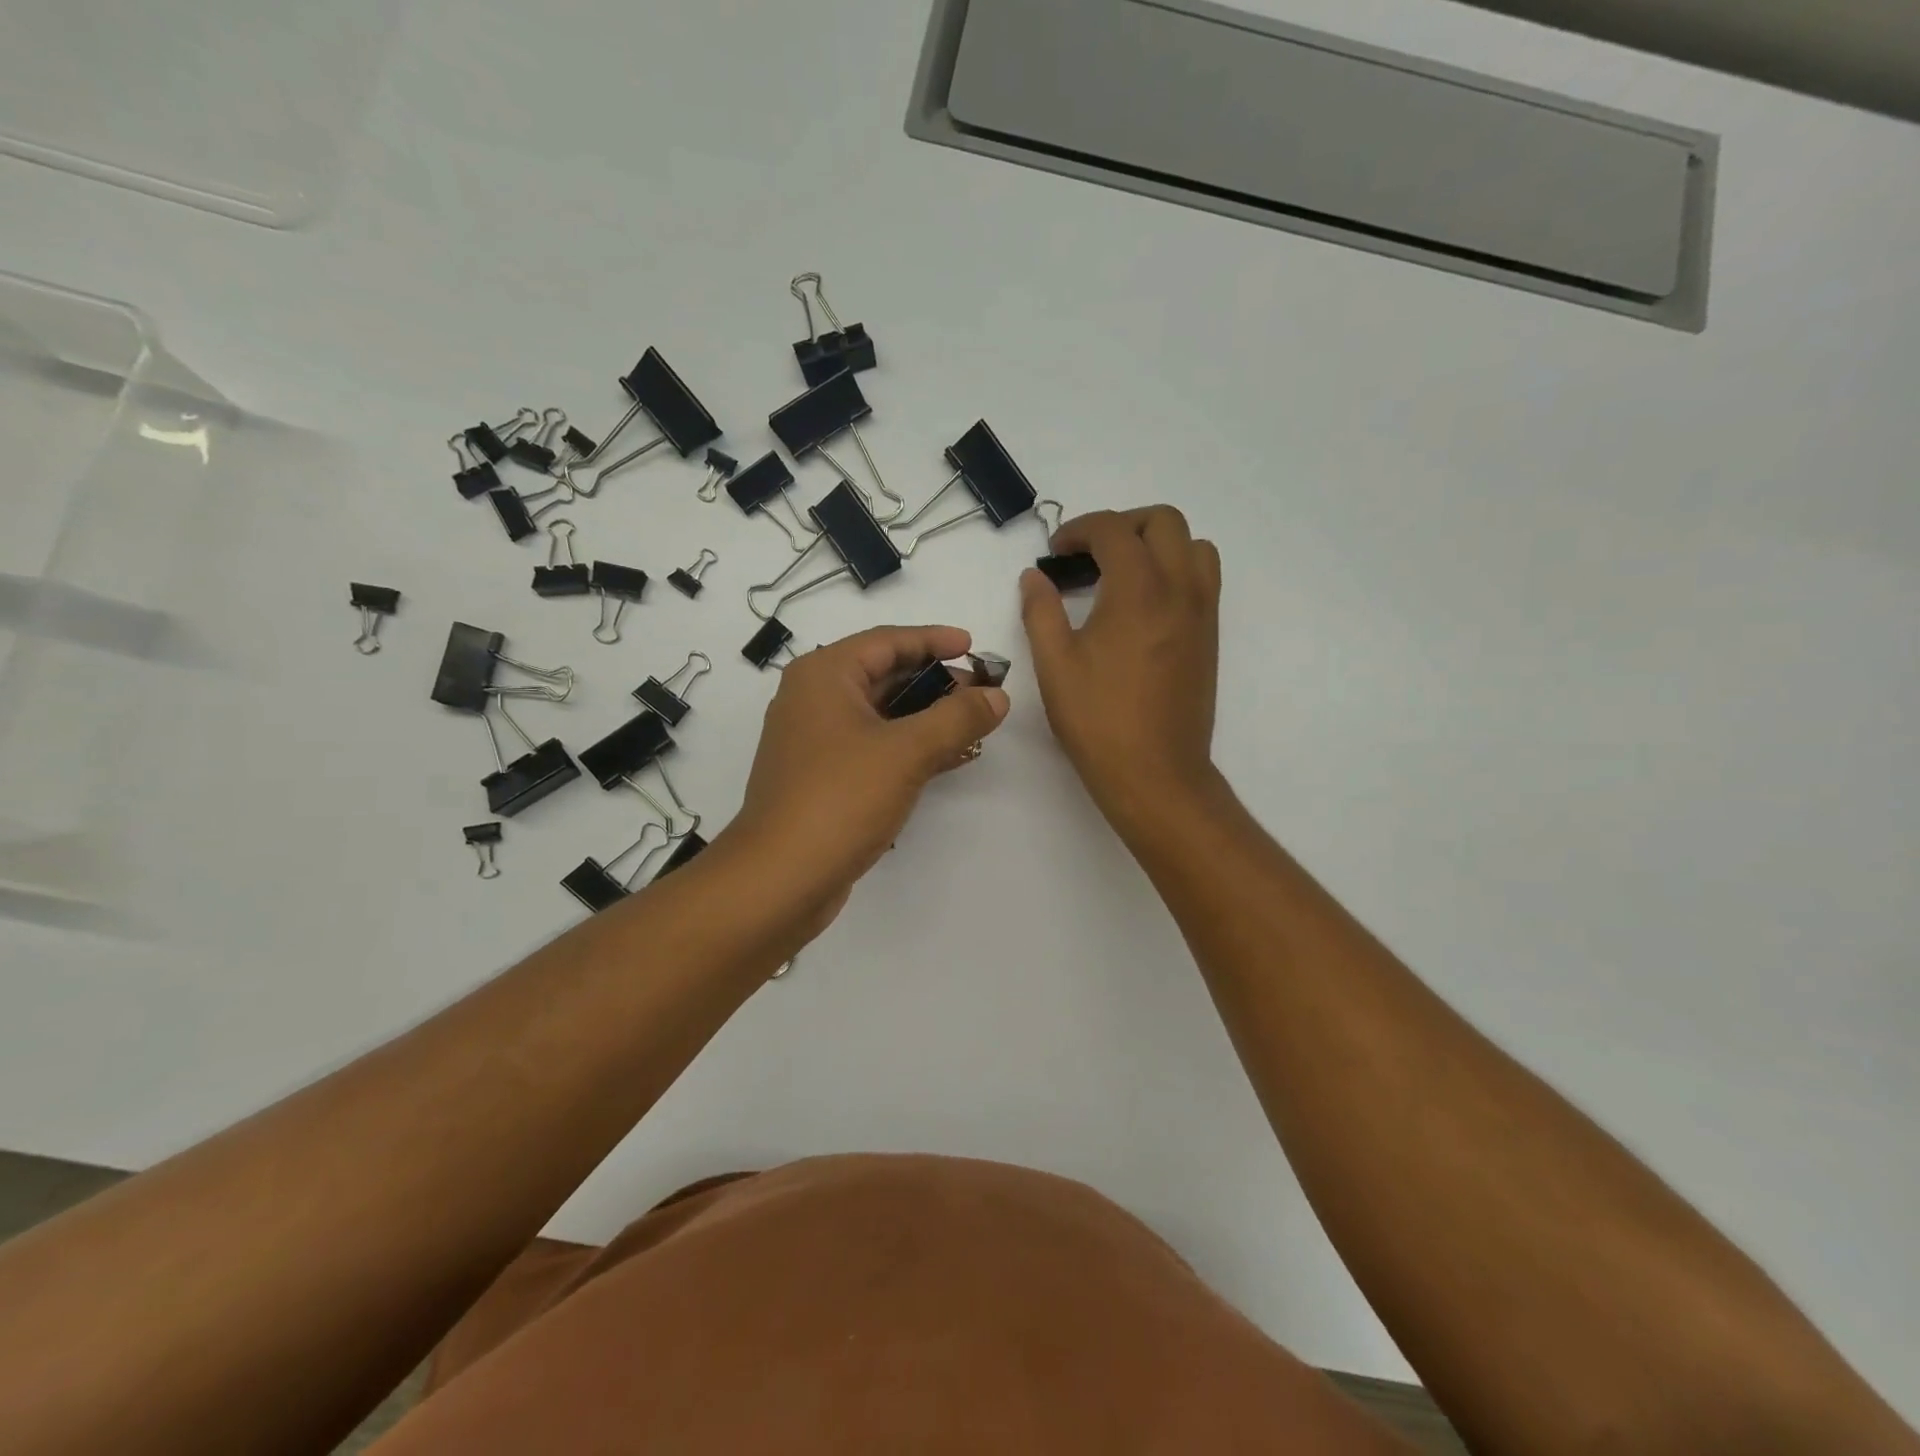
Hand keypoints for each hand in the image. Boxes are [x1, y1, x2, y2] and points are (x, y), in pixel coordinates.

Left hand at [730, 625, 1010, 933]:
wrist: (780, 879)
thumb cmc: (840, 798)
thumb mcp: (907, 751)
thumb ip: (957, 718)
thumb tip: (997, 696)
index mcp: (824, 676)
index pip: (887, 641)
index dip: (934, 640)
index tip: (974, 647)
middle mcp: (814, 699)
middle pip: (884, 675)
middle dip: (936, 682)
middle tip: (982, 692)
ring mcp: (816, 742)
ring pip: (881, 715)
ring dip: (927, 717)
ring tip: (974, 724)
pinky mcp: (824, 778)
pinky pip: (875, 747)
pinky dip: (910, 748)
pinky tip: (949, 758)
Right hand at [1021, 506, 1221, 828]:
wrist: (1156, 773)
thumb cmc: (1098, 720)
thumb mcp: (1055, 664)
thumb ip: (1041, 611)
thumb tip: (1034, 577)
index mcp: (1139, 590)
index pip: (1113, 530)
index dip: (1079, 530)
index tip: (1055, 553)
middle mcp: (1180, 589)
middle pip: (1164, 521)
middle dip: (1123, 524)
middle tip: (1090, 554)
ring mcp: (1202, 612)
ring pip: (1194, 546)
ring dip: (1158, 543)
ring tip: (1122, 573)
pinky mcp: (1210, 636)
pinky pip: (1203, 579)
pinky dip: (1176, 570)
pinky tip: (1143, 606)